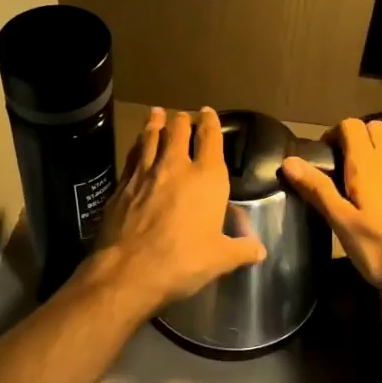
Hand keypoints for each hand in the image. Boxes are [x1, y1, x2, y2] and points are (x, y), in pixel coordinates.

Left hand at [88, 107, 267, 315]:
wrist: (129, 269)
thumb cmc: (183, 261)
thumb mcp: (220, 259)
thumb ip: (241, 250)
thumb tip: (260, 251)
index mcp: (206, 178)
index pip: (210, 139)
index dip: (210, 123)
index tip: (208, 112)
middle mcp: (175, 167)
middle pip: (177, 132)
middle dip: (182, 121)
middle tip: (182, 116)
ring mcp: (144, 173)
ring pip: (151, 138)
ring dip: (155, 124)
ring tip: (156, 114)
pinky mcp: (121, 185)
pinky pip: (132, 156)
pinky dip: (137, 146)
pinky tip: (136, 146)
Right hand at [281, 118, 381, 298]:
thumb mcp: (342, 223)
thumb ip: (318, 190)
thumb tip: (289, 160)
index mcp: (368, 165)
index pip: (351, 126)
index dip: (333, 133)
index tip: (321, 155)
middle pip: (375, 127)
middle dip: (355, 136)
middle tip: (339, 162)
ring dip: (376, 147)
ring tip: (360, 173)